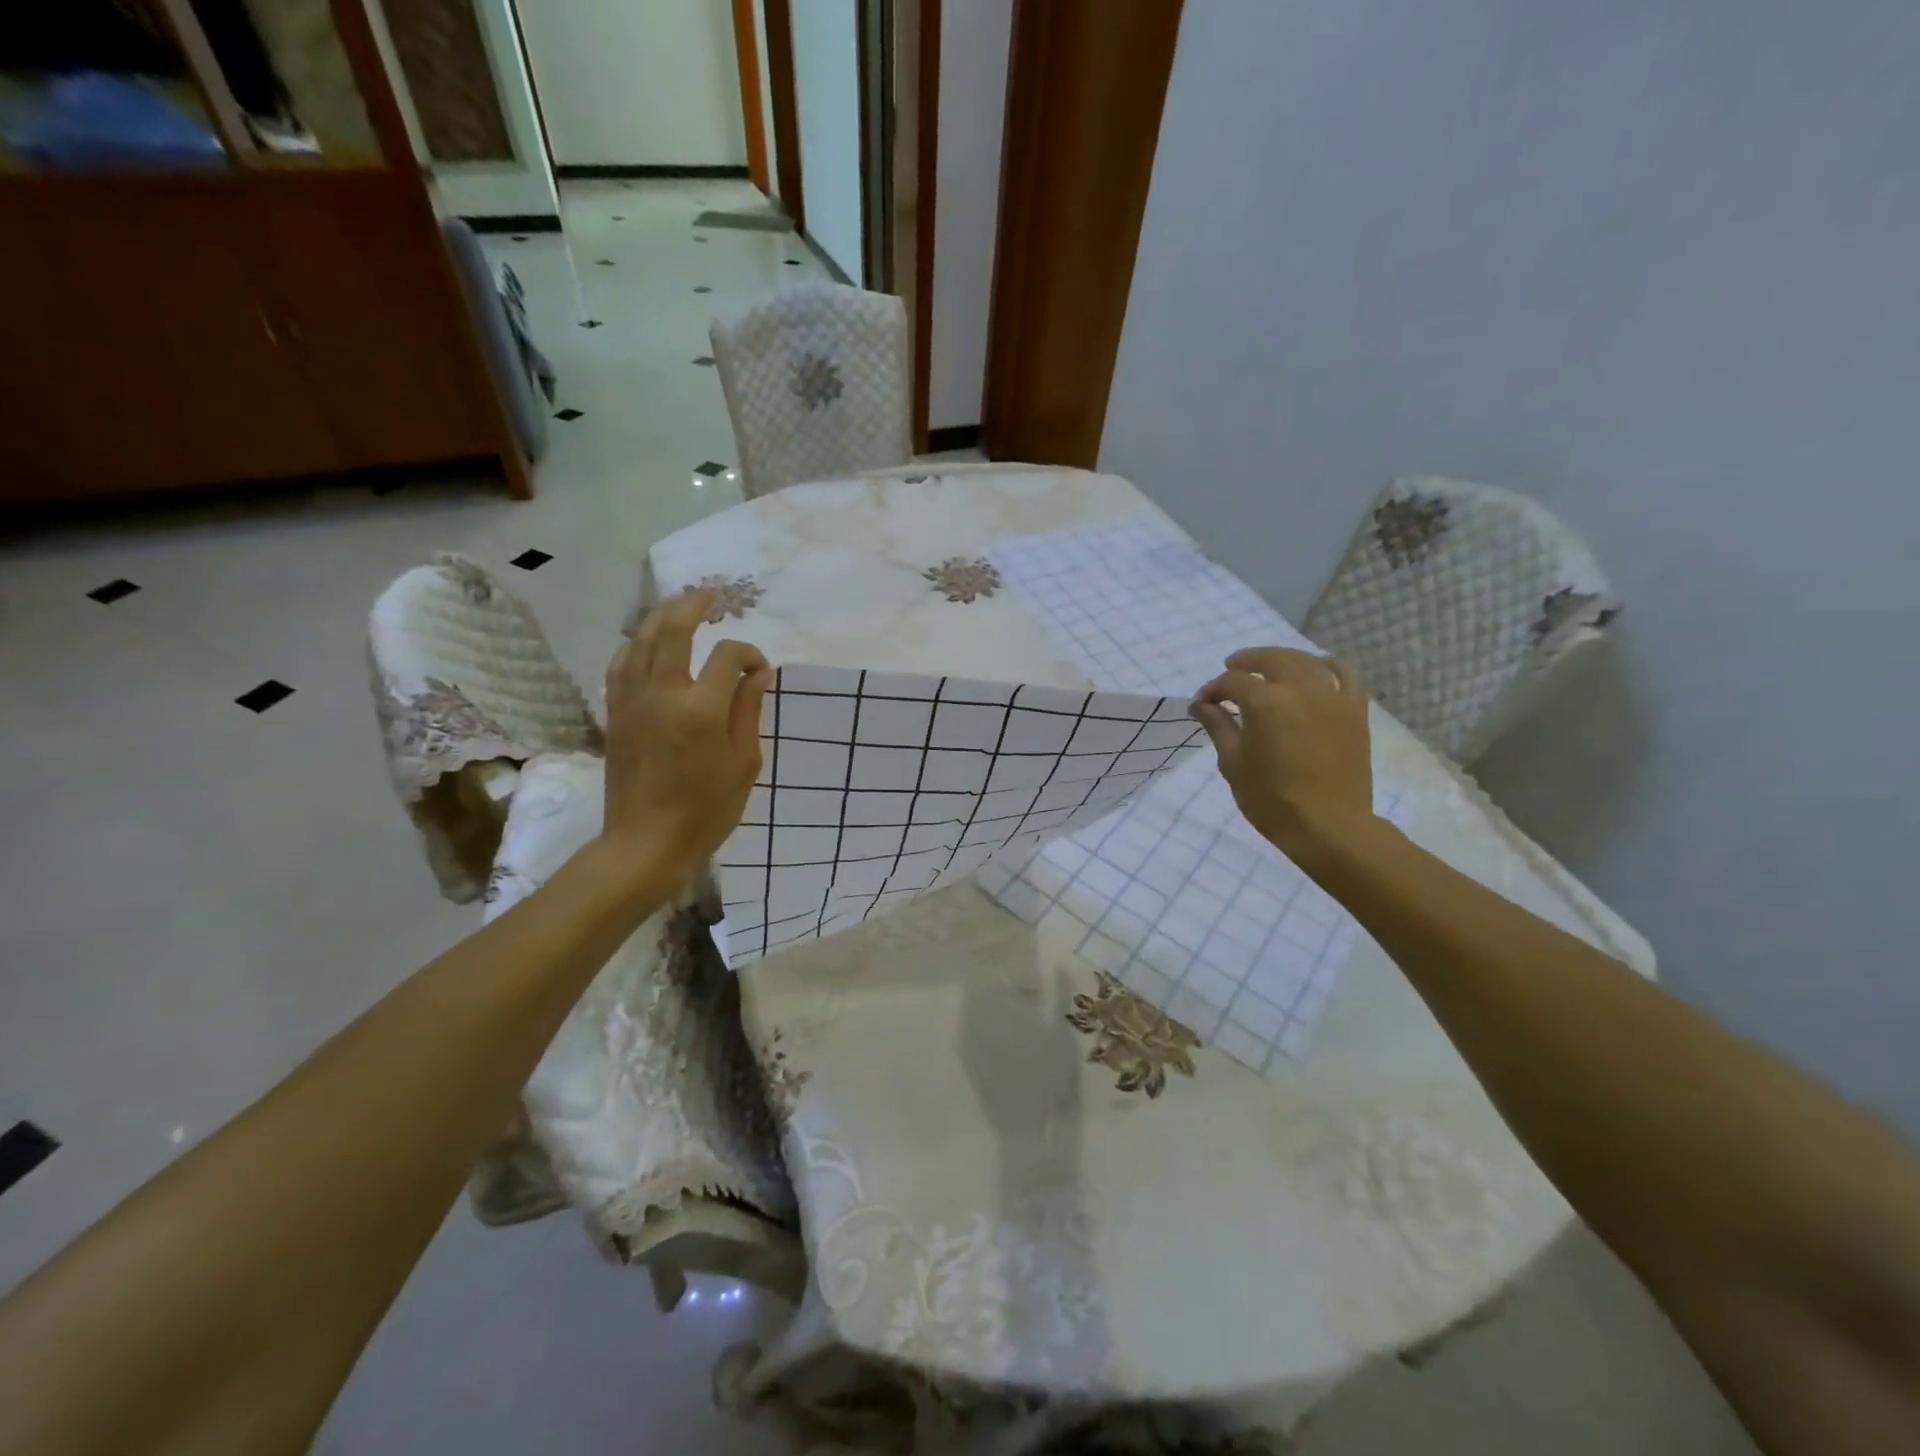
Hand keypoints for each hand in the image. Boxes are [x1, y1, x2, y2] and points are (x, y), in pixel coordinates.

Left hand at [599, 589, 771, 887]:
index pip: (727, 657)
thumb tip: (757, 673)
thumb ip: (748, 711)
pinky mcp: (615, 713)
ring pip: (642, 639)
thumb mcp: (743, 763)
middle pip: (673, 629)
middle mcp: (662, 693)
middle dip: (694, 605)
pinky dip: (637, 644)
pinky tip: (648, 643)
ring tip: (681, 607)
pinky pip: (622, 663)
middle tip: (712, 595)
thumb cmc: (706, 810)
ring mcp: (632, 700)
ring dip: (662, 616)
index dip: (749, 655)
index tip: (761, 671)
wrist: (646, 843)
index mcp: (701, 709)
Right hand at [1189, 647, 1378, 866]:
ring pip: (1305, 661)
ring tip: (1267, 667)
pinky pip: (1345, 675)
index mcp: (1265, 702)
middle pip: (1270, 659)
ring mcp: (1332, 697)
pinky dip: (1327, 666)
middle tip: (1229, 670)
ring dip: (1282, 659)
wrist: (1328, 826)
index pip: (1231, 682)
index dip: (1212, 690)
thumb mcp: (1233, 764)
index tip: (1201, 705)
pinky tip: (1314, 670)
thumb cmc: (1271, 800)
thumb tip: (1201, 704)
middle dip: (1246, 661)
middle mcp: (1300, 689)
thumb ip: (1218, 726)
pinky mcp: (1355, 711)